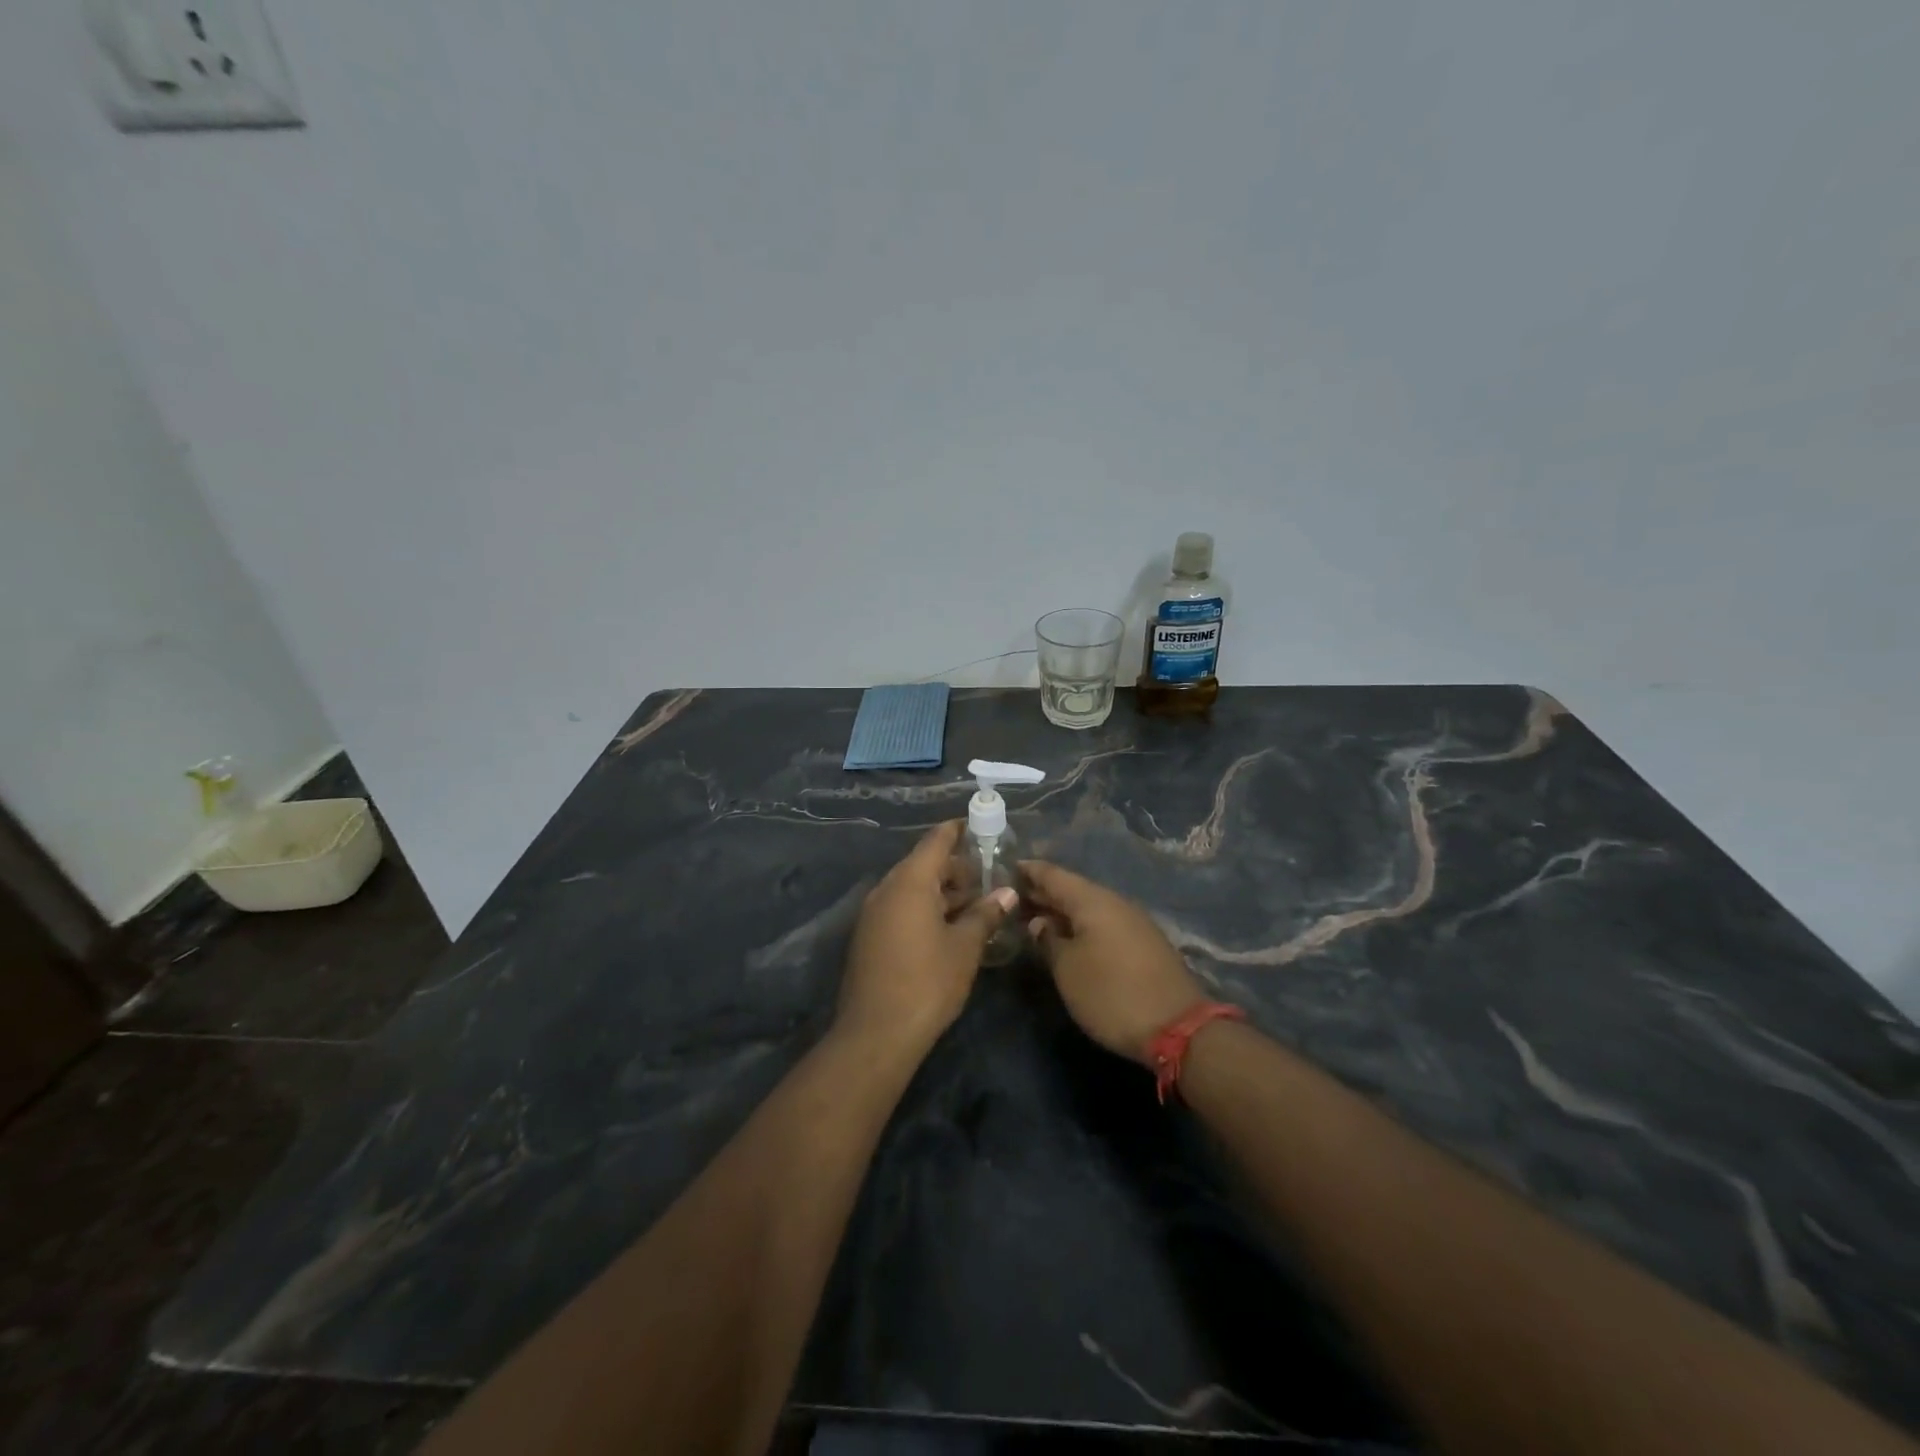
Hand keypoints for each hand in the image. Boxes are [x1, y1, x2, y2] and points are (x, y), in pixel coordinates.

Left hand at [838, 821, 1016, 1051]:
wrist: (876, 1034)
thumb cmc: (927, 982)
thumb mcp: (965, 947)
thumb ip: (985, 914)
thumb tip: (1007, 893)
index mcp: (909, 882)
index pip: (935, 841)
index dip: (957, 830)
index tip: (978, 826)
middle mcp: (886, 890)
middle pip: (923, 865)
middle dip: (956, 869)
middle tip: (988, 878)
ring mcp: (874, 914)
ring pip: (912, 889)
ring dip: (942, 892)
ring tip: (975, 905)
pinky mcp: (869, 937)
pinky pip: (901, 908)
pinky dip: (925, 909)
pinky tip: (949, 928)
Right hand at [1021, 861, 1207, 1064]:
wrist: (1178, 1028)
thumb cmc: (1111, 994)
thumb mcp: (1067, 970)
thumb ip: (1048, 941)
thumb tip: (1039, 922)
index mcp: (1093, 901)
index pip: (1053, 875)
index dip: (1029, 871)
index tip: (1007, 867)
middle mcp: (1114, 903)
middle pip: (1072, 890)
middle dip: (1042, 893)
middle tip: (1012, 898)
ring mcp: (1133, 922)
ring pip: (1089, 907)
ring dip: (1062, 911)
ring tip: (1035, 919)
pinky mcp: (1144, 943)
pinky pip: (1104, 923)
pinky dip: (1081, 925)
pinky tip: (1069, 938)